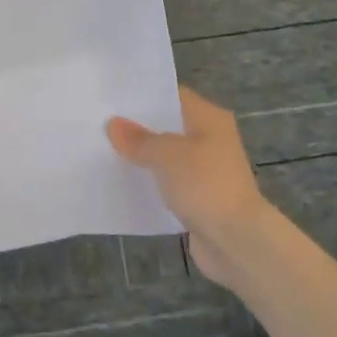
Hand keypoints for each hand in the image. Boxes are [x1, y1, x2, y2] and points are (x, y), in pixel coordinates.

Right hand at [107, 87, 268, 290]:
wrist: (236, 240)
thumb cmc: (205, 185)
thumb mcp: (166, 155)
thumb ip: (139, 139)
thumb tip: (113, 124)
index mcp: (210, 119)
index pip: (172, 96)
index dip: (143, 96)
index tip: (111, 98)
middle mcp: (211, 140)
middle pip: (169, 126)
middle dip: (137, 127)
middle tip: (100, 123)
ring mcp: (206, 170)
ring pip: (167, 157)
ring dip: (142, 157)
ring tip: (104, 150)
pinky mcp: (199, 198)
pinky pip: (168, 183)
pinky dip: (150, 183)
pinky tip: (123, 182)